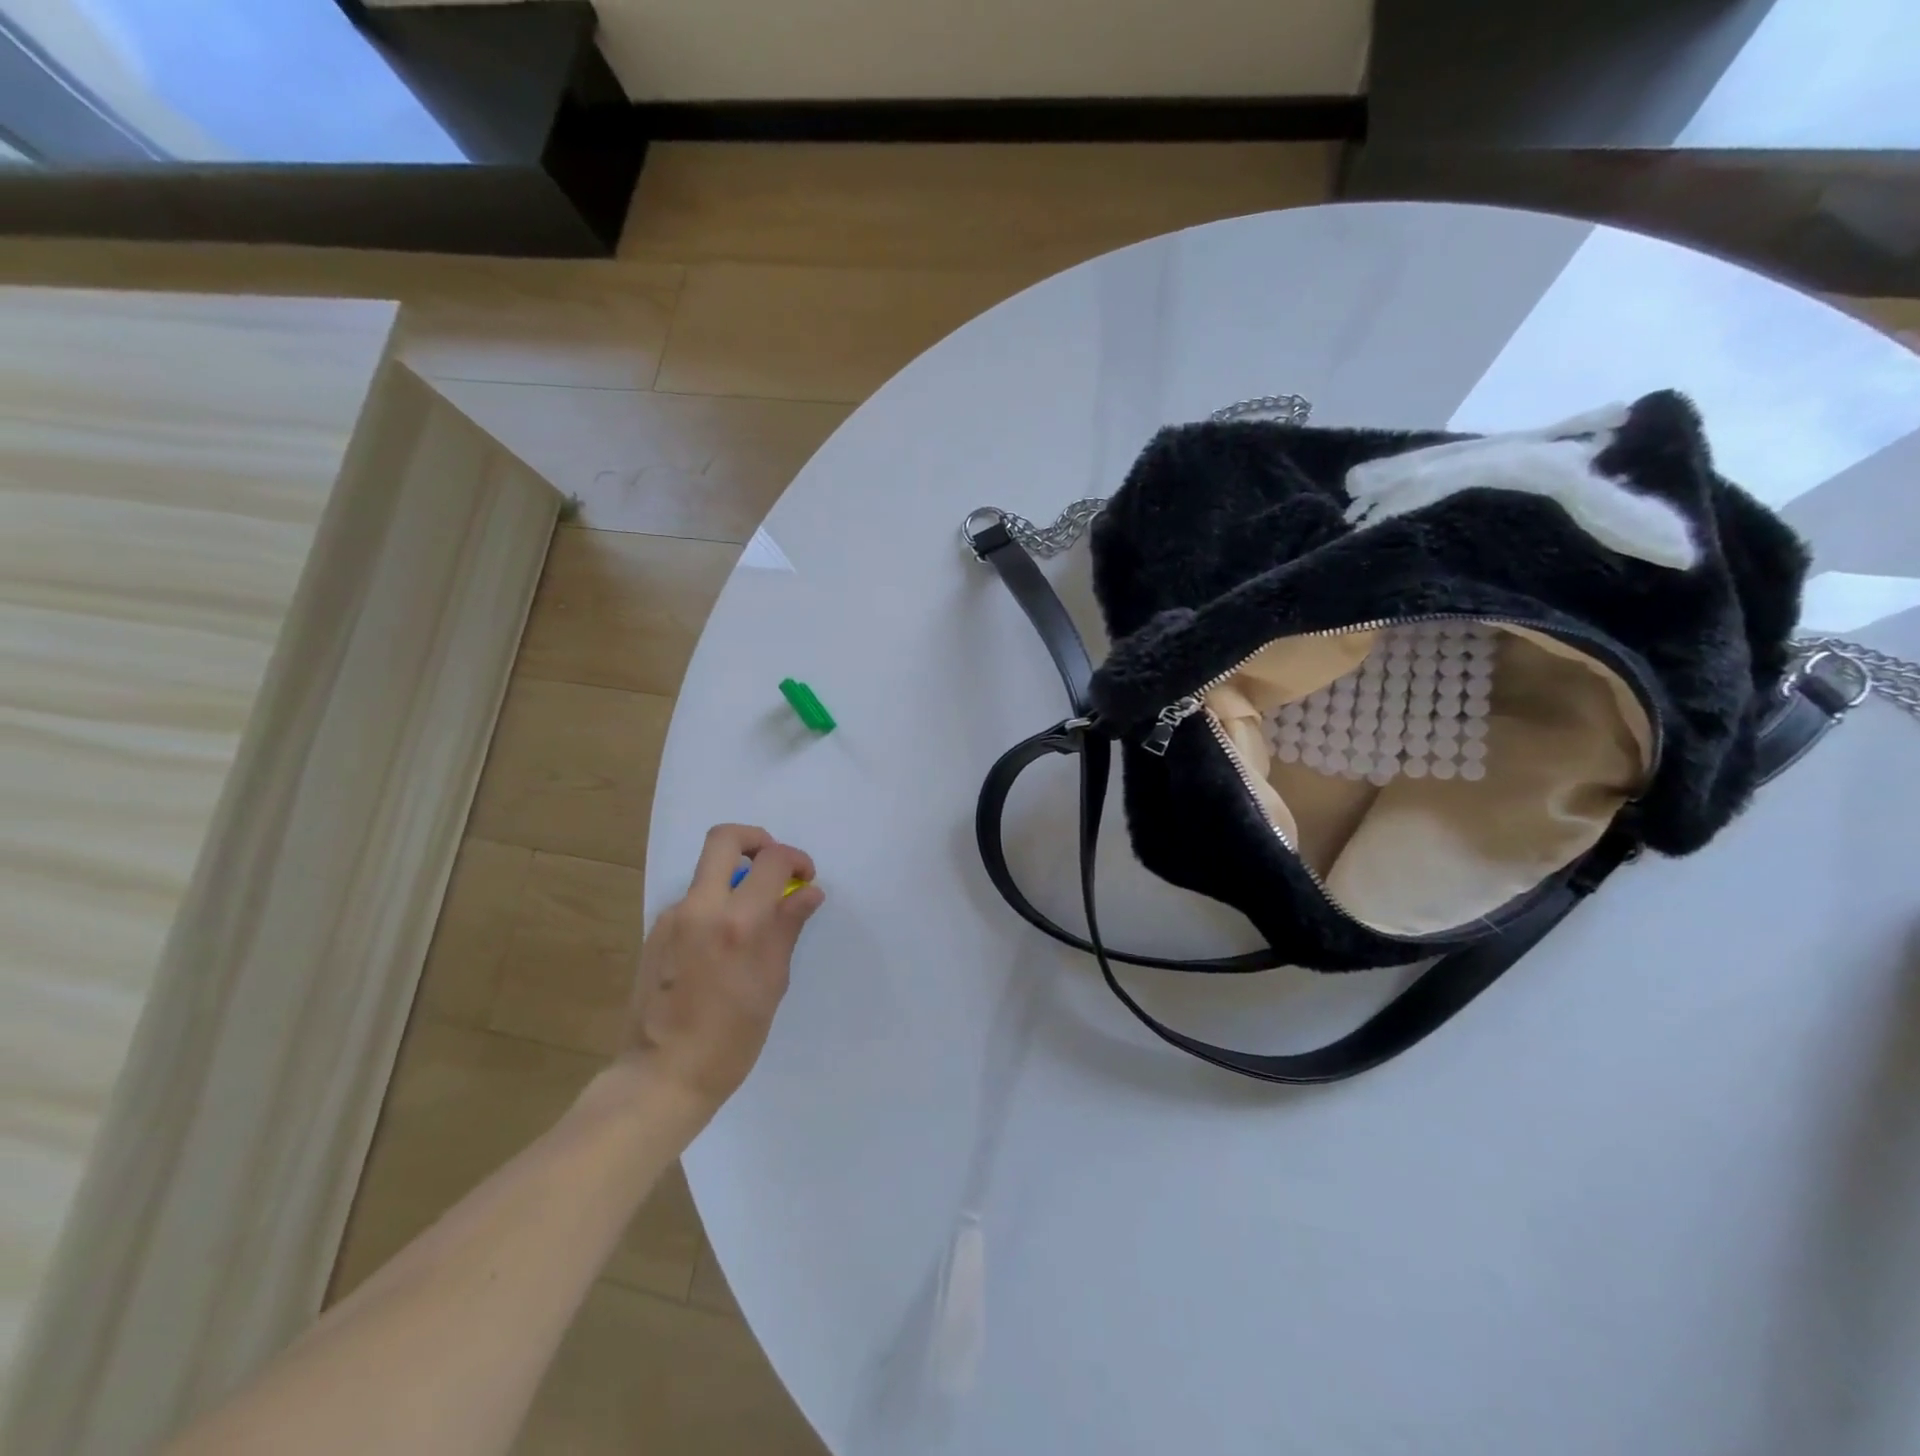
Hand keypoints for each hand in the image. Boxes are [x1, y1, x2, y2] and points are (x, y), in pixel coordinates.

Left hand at [621, 824, 824, 1112]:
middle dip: (757, 840)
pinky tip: (725, 947)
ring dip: (736, 880)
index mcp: (737, 922)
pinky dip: (717, 906)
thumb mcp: (772, 984)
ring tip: (754, 922)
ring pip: (708, 872)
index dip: (796, 860)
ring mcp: (671, 918)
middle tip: (776, 867)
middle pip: (724, 838)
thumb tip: (808, 892)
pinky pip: (694, 902)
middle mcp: (699, 908)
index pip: (772, 860)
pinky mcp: (656, 932)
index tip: (805, 879)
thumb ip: (788, 928)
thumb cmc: (729, 1041)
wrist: (659, 1077)